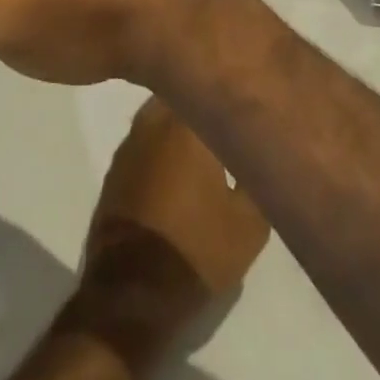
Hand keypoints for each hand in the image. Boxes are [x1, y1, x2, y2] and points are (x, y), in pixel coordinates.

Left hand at [61, 99, 270, 375]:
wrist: (132, 292)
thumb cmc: (197, 250)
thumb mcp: (251, 222)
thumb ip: (257, 175)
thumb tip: (263, 148)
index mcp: (186, 125)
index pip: (211, 87)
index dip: (231, 93)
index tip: (250, 99)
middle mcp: (153, 121)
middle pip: (183, 93)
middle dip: (204, 98)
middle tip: (231, 114)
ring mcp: (130, 142)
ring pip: (162, 114)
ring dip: (182, 121)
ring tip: (210, 136)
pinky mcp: (116, 166)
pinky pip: (147, 139)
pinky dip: (163, 143)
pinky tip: (181, 163)